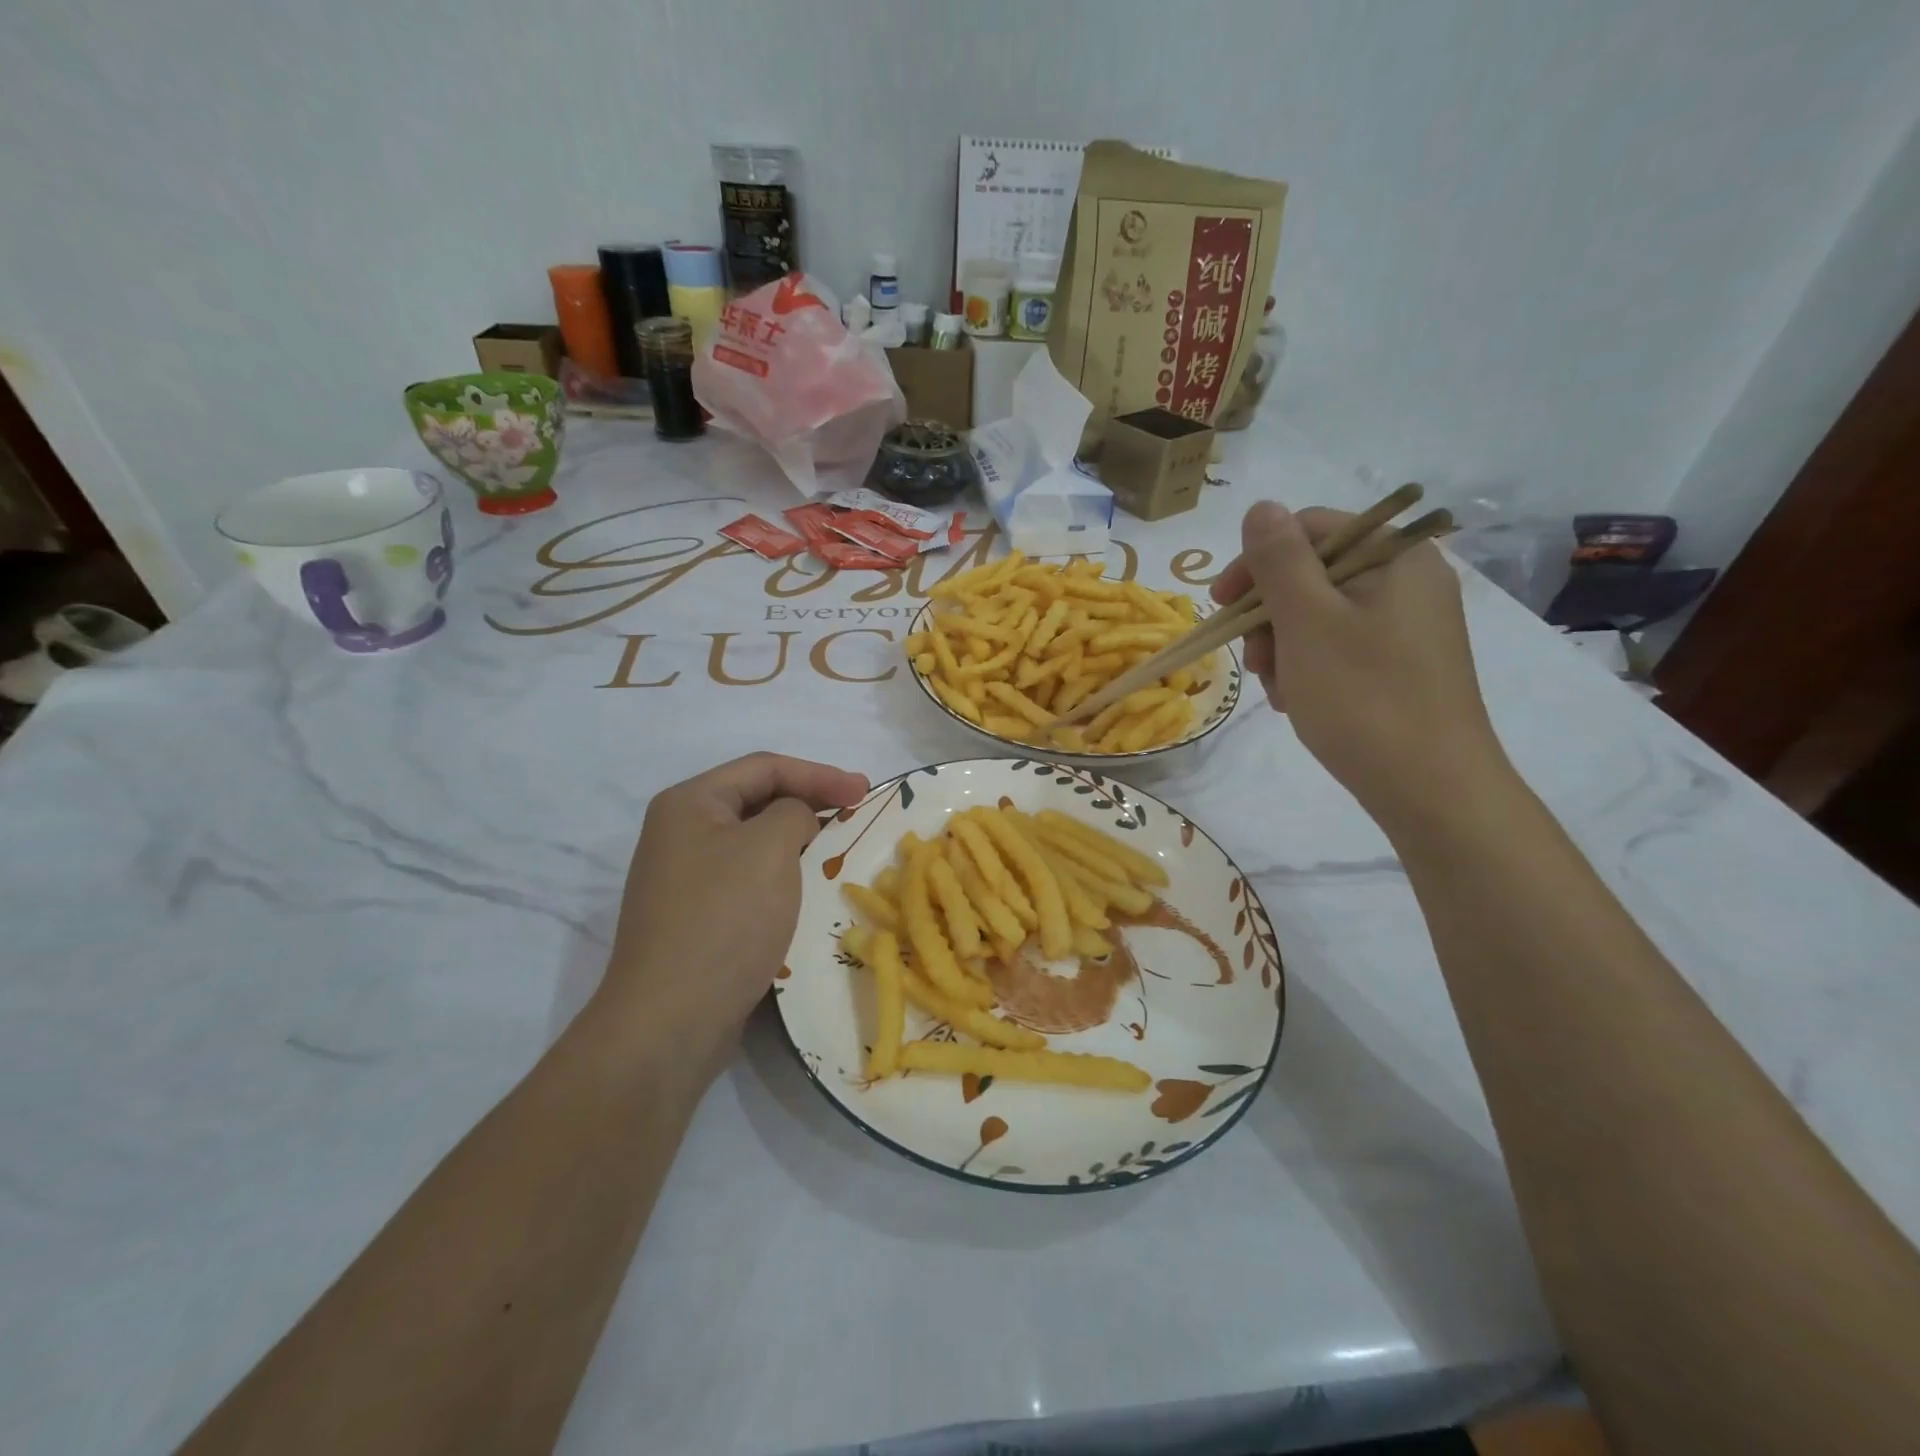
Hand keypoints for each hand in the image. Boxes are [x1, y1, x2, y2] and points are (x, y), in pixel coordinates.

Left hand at [595, 753, 867, 1076]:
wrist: (671, 1018)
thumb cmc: (725, 917)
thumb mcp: (770, 846)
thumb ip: (794, 812)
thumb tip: (794, 824)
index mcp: (689, 803)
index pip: (764, 767)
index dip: (820, 773)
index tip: (865, 790)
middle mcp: (680, 833)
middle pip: (757, 801)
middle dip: (810, 804)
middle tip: (857, 814)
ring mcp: (684, 878)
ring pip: (754, 844)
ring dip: (799, 843)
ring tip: (840, 851)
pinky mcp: (696, 918)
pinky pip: (747, 880)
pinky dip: (782, 877)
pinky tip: (809, 891)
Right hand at [1211, 501, 1507, 825]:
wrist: (1430, 787)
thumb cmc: (1363, 696)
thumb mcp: (1307, 621)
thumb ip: (1278, 559)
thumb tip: (1260, 508)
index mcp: (1396, 556)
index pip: (1310, 529)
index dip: (1257, 561)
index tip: (1221, 605)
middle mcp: (1409, 581)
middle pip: (1313, 574)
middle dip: (1270, 615)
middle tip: (1254, 660)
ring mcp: (1409, 625)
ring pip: (1320, 615)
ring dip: (1284, 647)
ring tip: (1279, 690)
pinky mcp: (1403, 663)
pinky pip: (1340, 646)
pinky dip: (1309, 668)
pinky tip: (1299, 701)